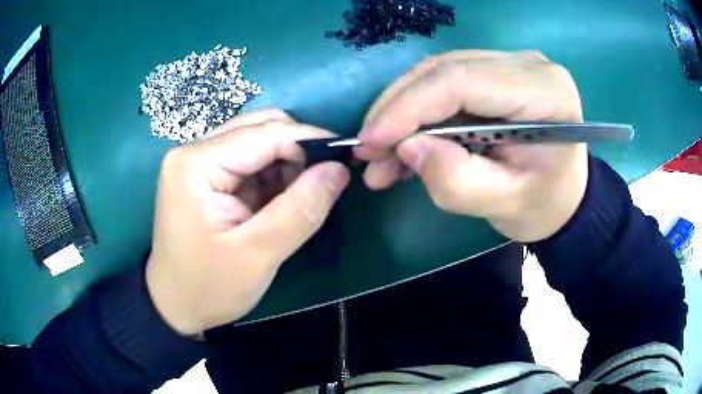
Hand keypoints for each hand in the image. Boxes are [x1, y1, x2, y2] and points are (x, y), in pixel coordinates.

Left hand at [146, 109, 349, 335]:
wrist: (175, 305)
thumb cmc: (208, 287)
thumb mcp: (258, 255)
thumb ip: (301, 210)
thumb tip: (339, 169)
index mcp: (196, 163)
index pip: (265, 133)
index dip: (310, 141)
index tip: (346, 159)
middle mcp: (194, 151)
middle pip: (260, 127)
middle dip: (298, 150)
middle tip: (322, 183)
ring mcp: (198, 161)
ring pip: (257, 141)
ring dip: (286, 162)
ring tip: (299, 198)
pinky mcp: (205, 175)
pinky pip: (249, 160)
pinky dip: (272, 174)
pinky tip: (278, 201)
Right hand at [355, 50, 587, 241]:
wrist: (564, 195)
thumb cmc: (544, 205)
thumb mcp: (505, 204)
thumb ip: (457, 181)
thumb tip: (407, 146)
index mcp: (543, 92)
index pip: (461, 80)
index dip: (408, 107)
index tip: (371, 140)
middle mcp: (528, 65)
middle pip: (444, 70)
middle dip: (397, 109)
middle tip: (367, 150)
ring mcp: (511, 64)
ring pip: (438, 74)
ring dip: (402, 111)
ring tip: (380, 154)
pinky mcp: (497, 72)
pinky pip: (445, 82)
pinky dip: (418, 112)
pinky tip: (403, 142)